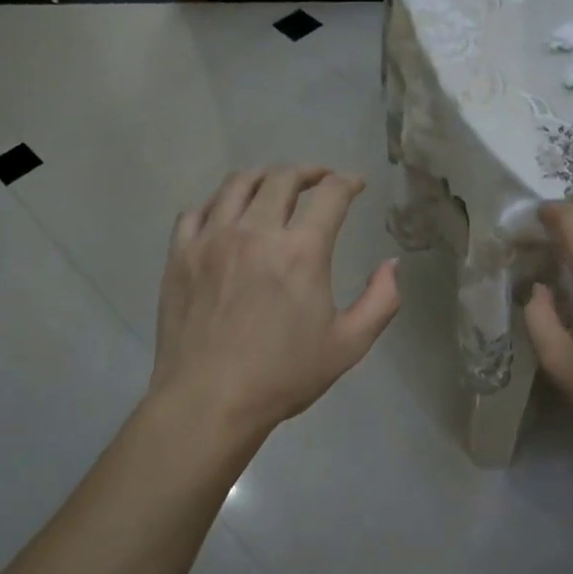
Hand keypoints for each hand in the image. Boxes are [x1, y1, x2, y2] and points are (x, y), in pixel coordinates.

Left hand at [149, 166, 400, 436]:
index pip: (331, 195)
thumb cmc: (283, 376)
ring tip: (274, 185)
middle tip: (319, 180)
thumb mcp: (349, 345)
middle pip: (283, 178)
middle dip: (308, 172)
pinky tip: (227, 215)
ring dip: (263, 177)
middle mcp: (256, 231)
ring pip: (237, 184)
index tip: (355, 184)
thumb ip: (381, 300)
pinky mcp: (180, 254)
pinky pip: (197, 211)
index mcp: (302, 251)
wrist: (209, 400)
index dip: (348, 182)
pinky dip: (218, 204)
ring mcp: (212, 239)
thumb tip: (392, 264)